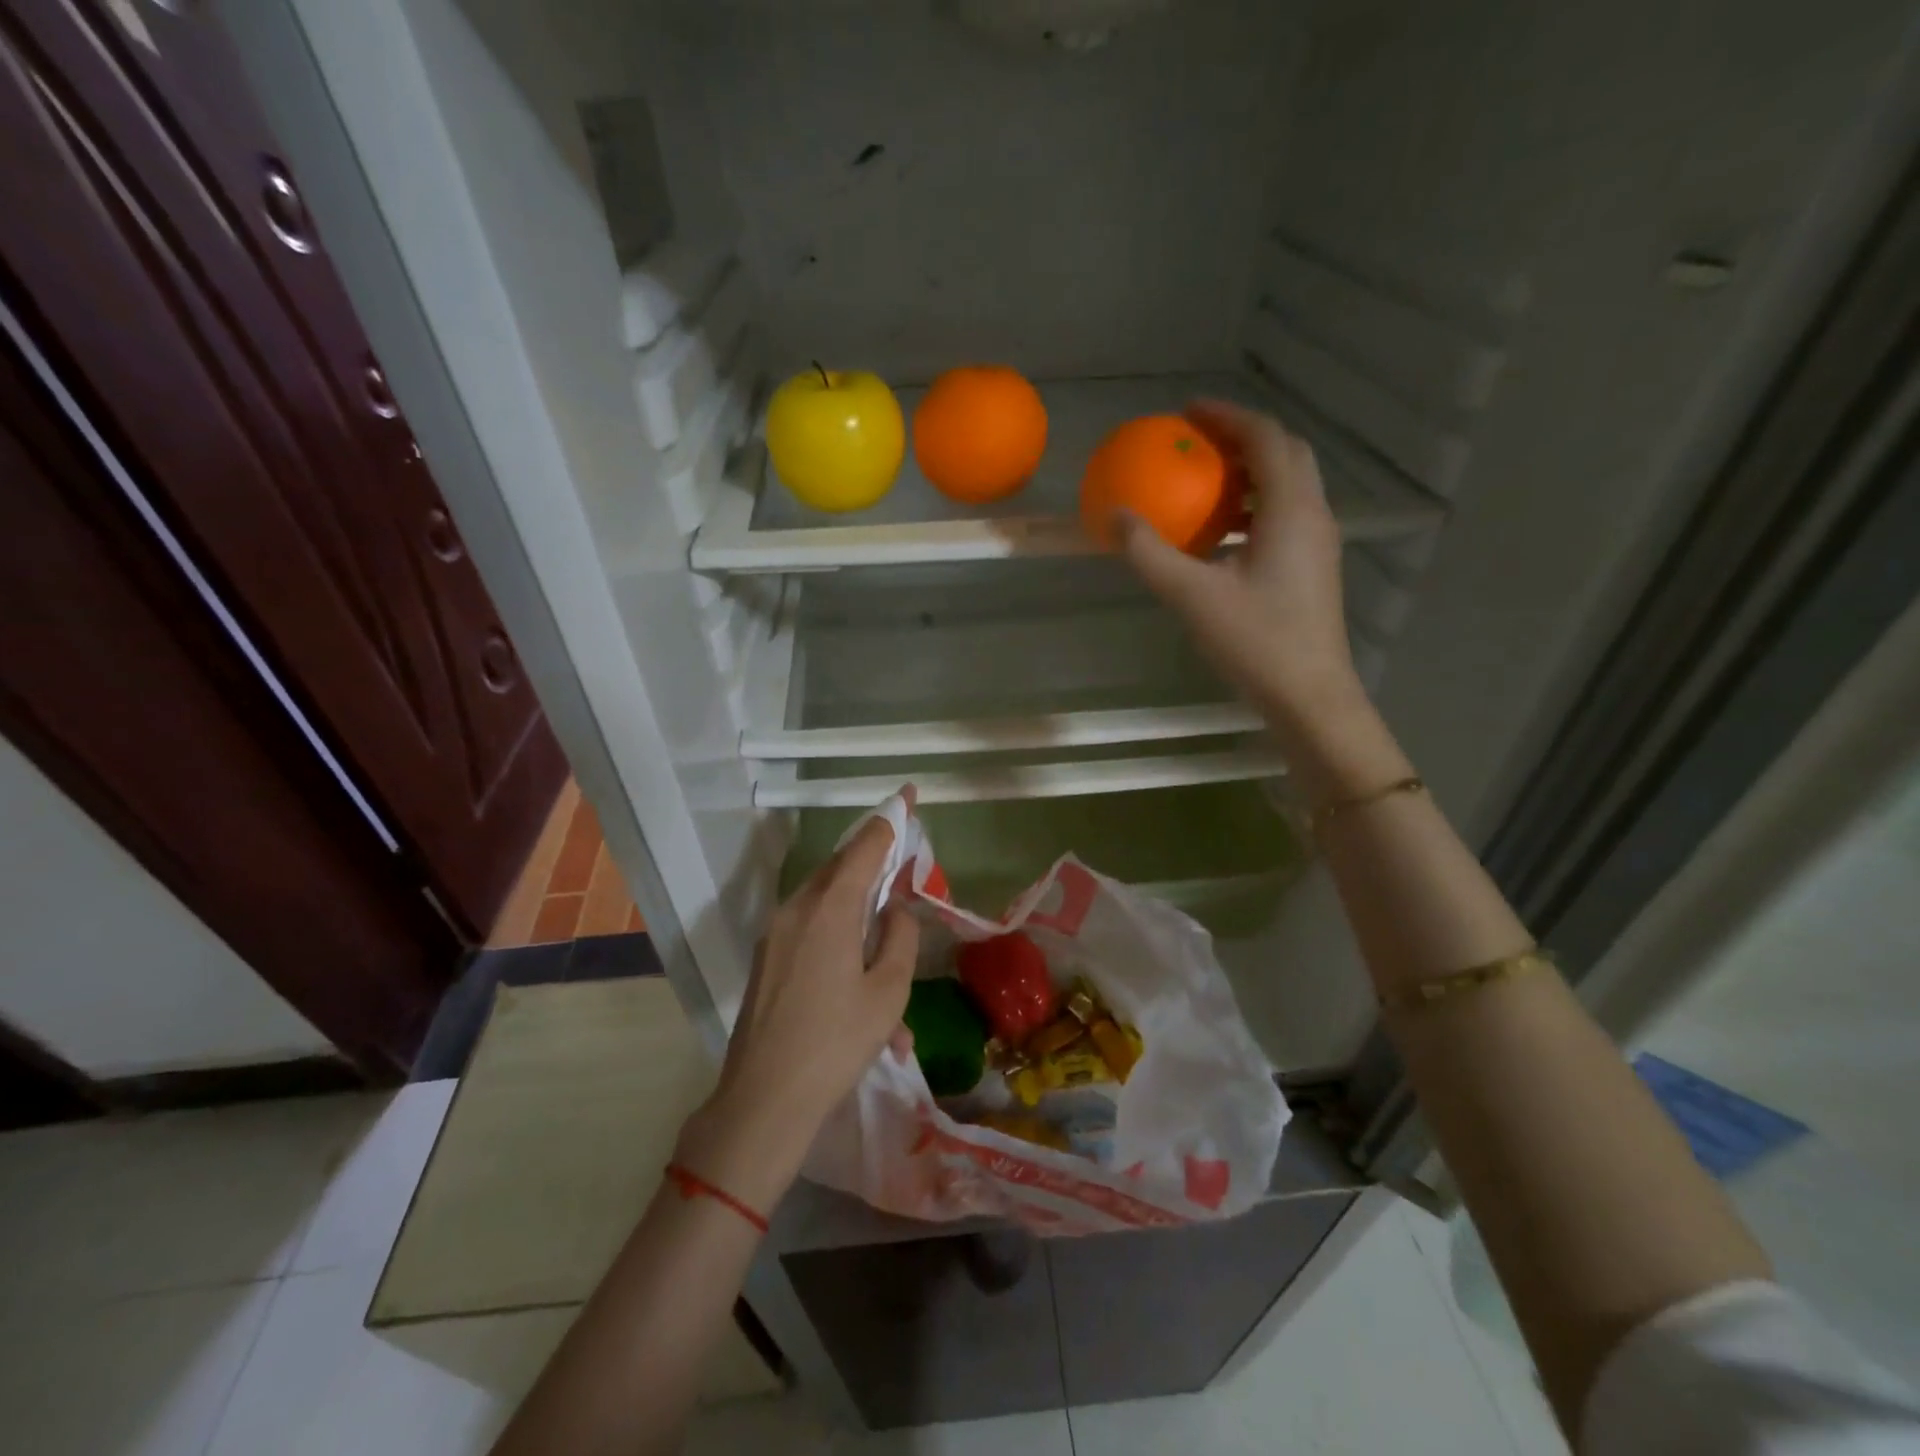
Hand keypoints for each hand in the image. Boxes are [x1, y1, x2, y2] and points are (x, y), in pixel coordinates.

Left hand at [678, 795, 919, 1211]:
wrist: (764, 1100)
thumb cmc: (836, 1042)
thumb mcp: (888, 990)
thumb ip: (899, 936)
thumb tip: (895, 909)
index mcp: (830, 907)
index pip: (865, 845)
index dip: (891, 818)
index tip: (909, 794)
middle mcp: (797, 907)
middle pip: (841, 866)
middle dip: (874, 859)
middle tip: (903, 864)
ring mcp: (776, 931)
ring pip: (825, 898)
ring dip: (857, 906)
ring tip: (884, 939)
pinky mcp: (767, 956)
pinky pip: (810, 927)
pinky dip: (838, 933)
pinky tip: (857, 977)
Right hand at [1118, 400, 1363, 733]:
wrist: (1309, 695)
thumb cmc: (1256, 641)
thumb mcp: (1192, 596)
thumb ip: (1150, 553)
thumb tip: (1114, 516)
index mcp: (1292, 510)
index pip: (1265, 438)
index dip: (1227, 416)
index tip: (1187, 412)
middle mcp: (1313, 516)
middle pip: (1285, 454)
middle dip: (1242, 437)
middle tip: (1197, 441)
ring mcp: (1318, 543)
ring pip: (1289, 486)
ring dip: (1249, 473)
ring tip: (1205, 482)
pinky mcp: (1313, 568)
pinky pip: (1285, 515)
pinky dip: (1254, 506)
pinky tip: (1221, 534)